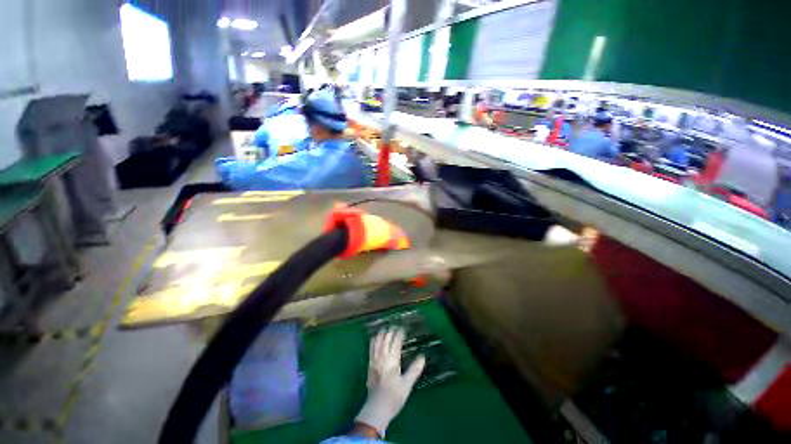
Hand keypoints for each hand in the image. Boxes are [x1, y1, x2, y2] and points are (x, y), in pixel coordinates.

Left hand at [355, 327, 425, 437]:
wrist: (376, 409)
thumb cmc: (394, 397)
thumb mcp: (407, 384)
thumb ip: (415, 369)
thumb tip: (422, 356)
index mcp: (392, 361)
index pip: (396, 341)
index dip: (400, 333)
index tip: (403, 328)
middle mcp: (382, 357)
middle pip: (386, 339)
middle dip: (391, 331)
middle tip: (396, 326)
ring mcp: (374, 360)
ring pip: (377, 341)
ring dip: (382, 333)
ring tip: (386, 328)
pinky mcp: (369, 364)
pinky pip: (371, 348)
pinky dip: (374, 340)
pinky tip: (375, 337)